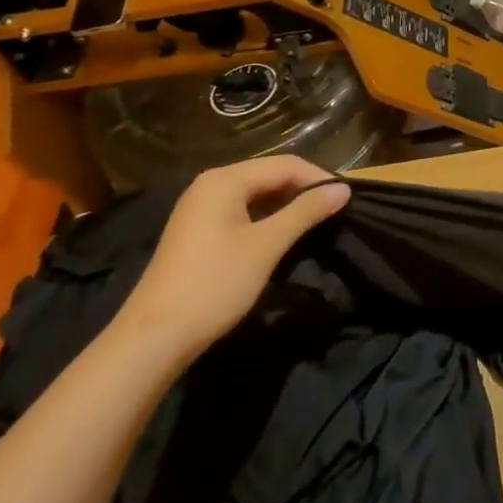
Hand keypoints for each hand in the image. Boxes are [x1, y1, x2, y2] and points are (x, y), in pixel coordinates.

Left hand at [113, 156, 350, 360]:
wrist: (154, 337)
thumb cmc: (215, 283)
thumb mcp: (267, 245)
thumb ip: (306, 212)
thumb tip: (343, 188)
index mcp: (224, 180)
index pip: (285, 164)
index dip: (319, 178)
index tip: (348, 198)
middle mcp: (210, 185)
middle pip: (269, 174)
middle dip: (304, 189)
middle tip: (336, 209)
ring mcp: (200, 208)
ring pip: (256, 193)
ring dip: (287, 203)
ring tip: (317, 220)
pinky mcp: (198, 230)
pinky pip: (242, 209)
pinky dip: (267, 216)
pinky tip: (284, 233)